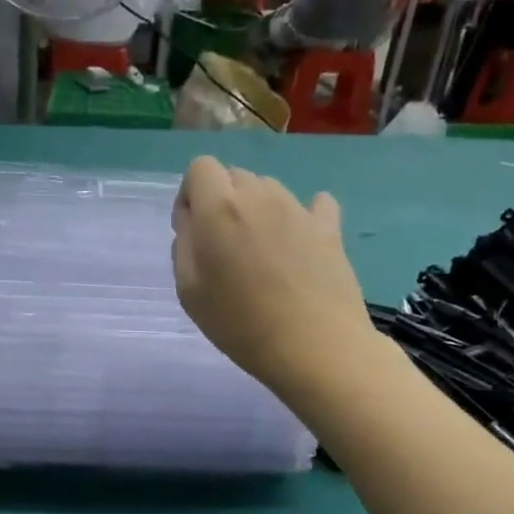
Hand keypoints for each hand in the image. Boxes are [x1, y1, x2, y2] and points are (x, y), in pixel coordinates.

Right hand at [172, 156, 373, 393]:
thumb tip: (193, 222)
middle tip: (223, 250)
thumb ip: (184, 245)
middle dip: (222, 202)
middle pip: (234, 177)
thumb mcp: (188, 290)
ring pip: (269, 190)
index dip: (190, 196)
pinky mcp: (329, 228)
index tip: (192, 232)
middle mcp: (260, 196)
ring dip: (256, 211)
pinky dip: (300, 217)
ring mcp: (298, 209)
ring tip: (259, 255)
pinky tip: (298, 243)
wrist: (313, 346)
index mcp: (220, 208)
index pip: (200, 168)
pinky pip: (313, 205)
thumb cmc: (239, 323)